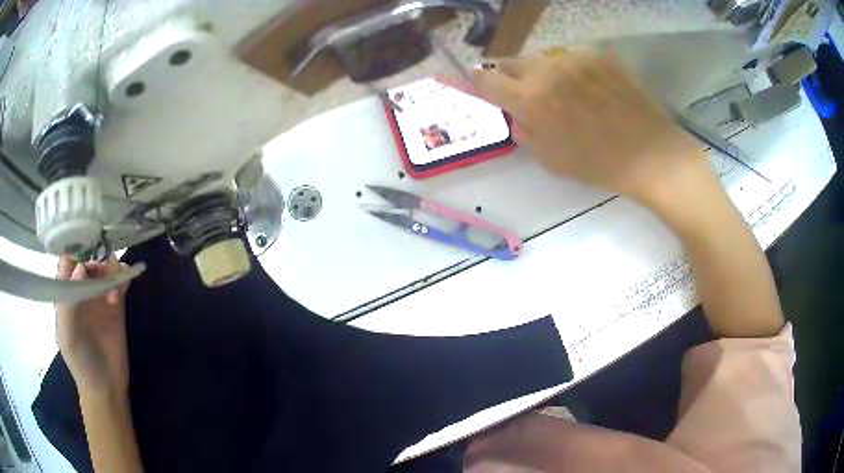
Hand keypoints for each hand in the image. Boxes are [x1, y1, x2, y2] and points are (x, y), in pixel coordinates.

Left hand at [56, 256, 131, 397]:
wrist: (106, 388)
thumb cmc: (81, 363)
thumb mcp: (68, 336)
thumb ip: (69, 304)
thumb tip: (79, 268)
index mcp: (65, 294)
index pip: (67, 261)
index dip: (74, 247)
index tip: (84, 237)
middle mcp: (81, 291)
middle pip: (88, 260)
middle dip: (95, 257)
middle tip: (103, 269)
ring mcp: (99, 298)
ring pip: (105, 269)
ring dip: (111, 269)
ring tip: (114, 290)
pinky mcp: (116, 307)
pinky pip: (120, 283)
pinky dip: (123, 278)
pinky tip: (124, 286)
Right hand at [443, 49, 706, 203]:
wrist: (653, 155)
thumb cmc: (600, 165)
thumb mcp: (551, 160)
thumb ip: (525, 132)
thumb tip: (517, 115)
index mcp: (531, 99)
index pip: (485, 79)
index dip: (473, 81)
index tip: (471, 84)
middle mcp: (548, 69)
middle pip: (511, 60)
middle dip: (509, 75)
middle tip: (521, 92)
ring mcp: (576, 58)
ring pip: (542, 57)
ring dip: (541, 72)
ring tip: (561, 92)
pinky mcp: (600, 55)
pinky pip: (572, 57)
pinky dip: (570, 70)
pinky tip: (588, 89)